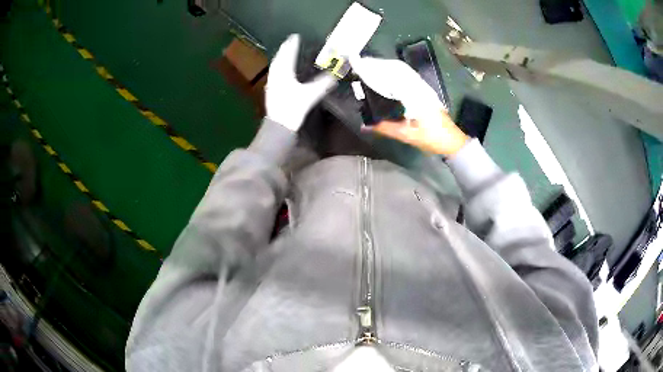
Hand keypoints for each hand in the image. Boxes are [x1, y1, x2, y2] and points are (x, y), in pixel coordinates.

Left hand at [266, 34, 336, 131]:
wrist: (279, 126)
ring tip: (286, 53)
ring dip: (281, 58)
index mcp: (284, 73)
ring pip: (275, 66)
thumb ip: (323, 83)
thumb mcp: (310, 95)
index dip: (292, 44)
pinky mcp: (272, 92)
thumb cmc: (293, 109)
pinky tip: (283, 71)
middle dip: (285, 49)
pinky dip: (279, 67)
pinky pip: (275, 73)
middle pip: (279, 58)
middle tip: (290, 42)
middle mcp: (276, 76)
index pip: (288, 54)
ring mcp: (272, 84)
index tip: (295, 36)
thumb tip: (336, 74)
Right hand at [350, 56, 468, 155]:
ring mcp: (426, 91)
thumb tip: (366, 127)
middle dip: (382, 69)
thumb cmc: (433, 138)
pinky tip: (391, 83)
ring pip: (405, 77)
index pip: (394, 76)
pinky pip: (411, 83)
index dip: (378, 70)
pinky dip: (399, 80)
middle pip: (399, 73)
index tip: (364, 66)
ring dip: (390, 73)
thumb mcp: (408, 135)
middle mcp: (421, 88)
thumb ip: (387, 129)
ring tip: (374, 72)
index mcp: (417, 94)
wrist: (453, 143)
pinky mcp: (428, 96)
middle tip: (365, 67)